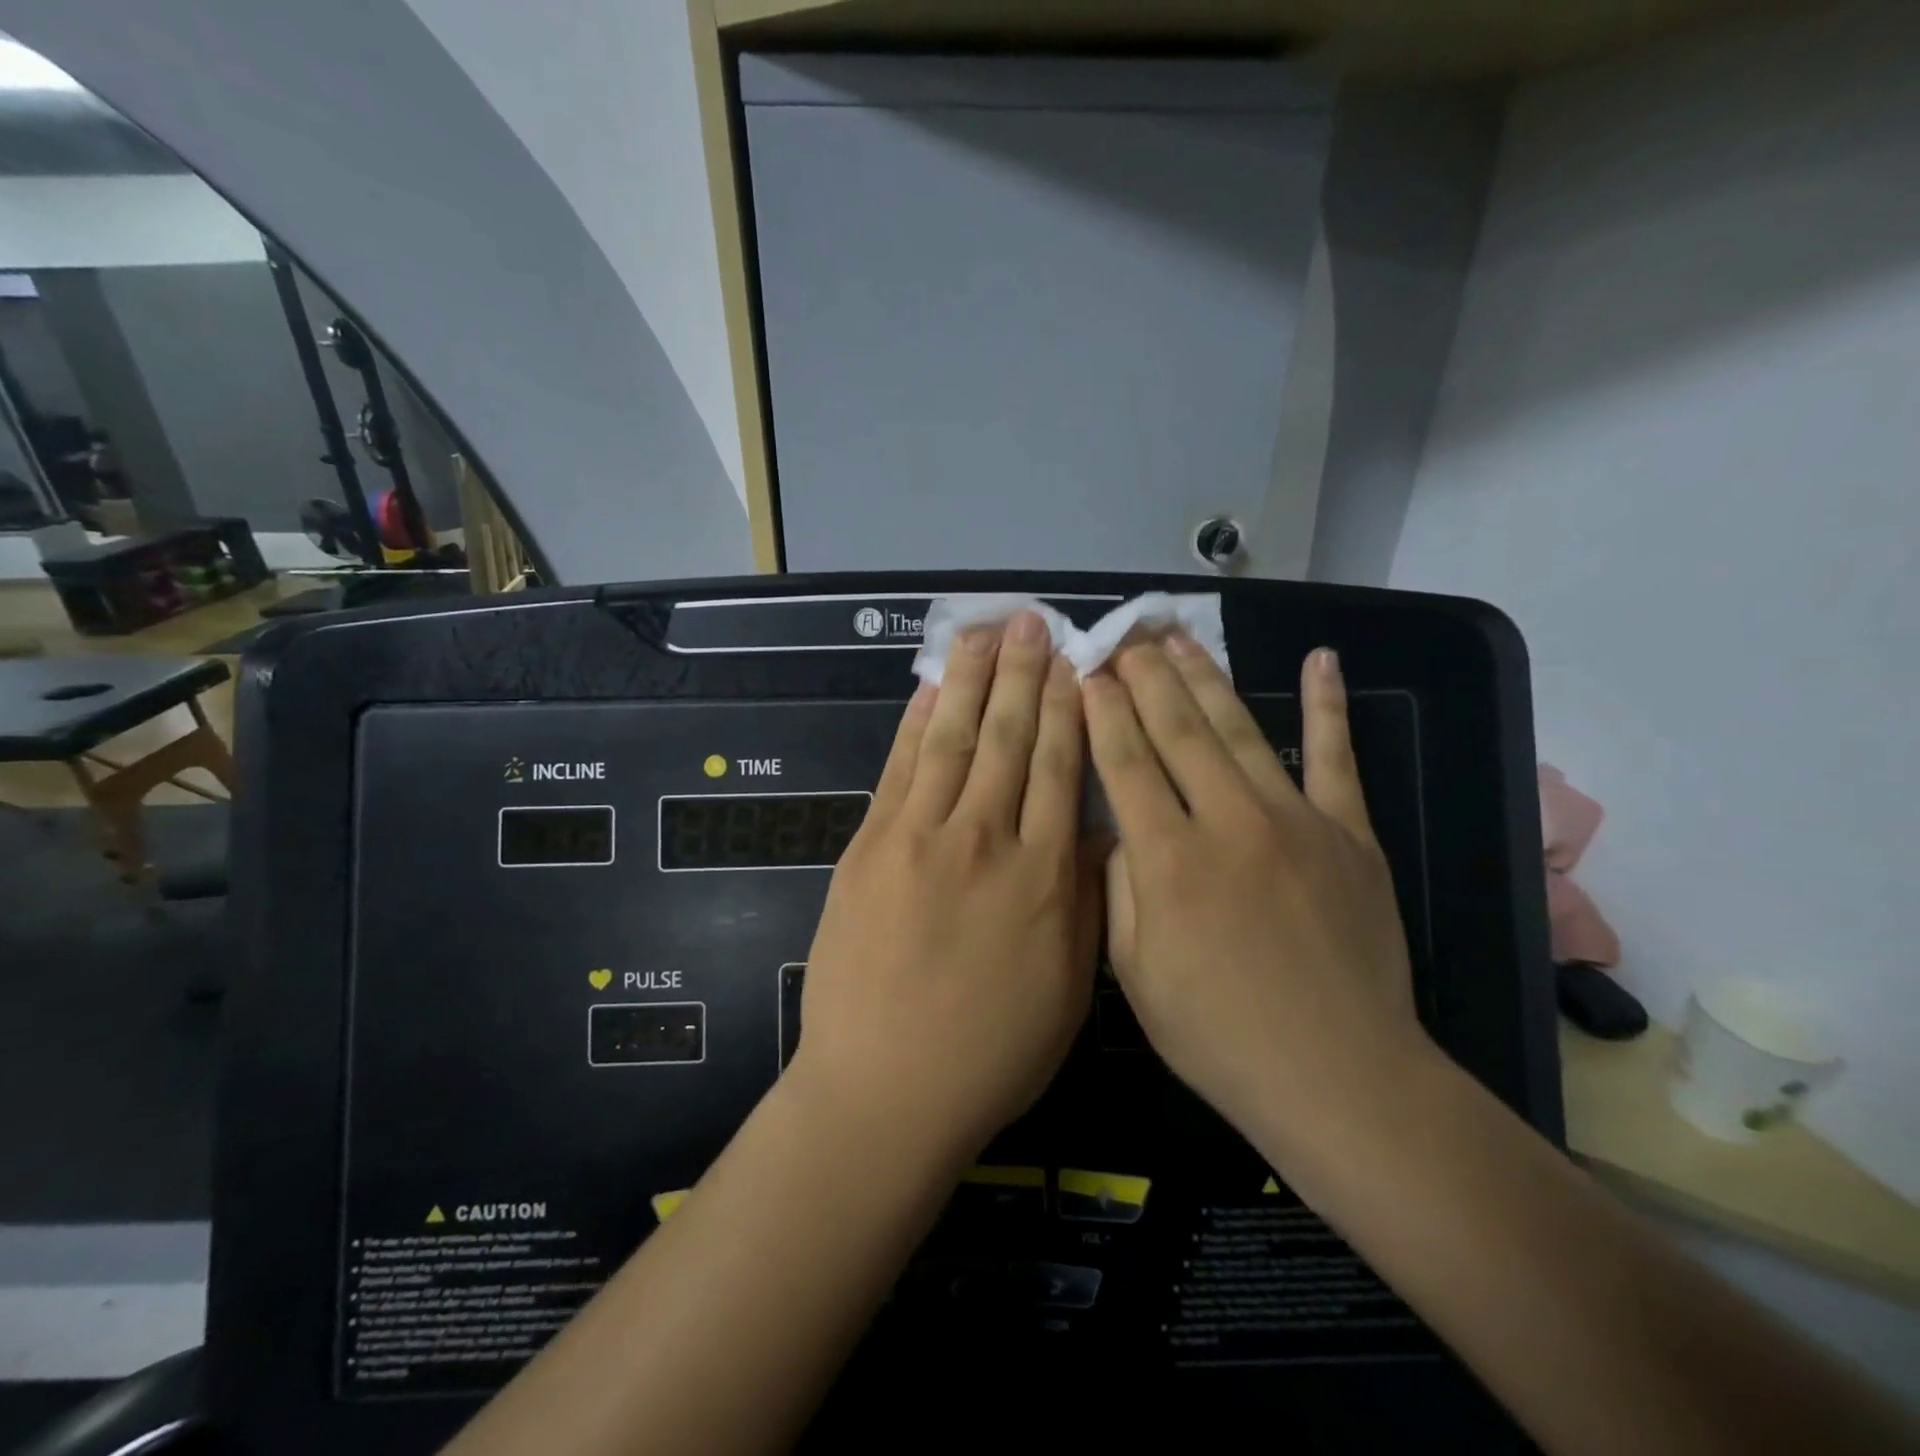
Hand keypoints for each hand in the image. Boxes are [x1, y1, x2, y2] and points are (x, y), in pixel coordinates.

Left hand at [793, 611, 1101, 1160]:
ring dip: (969, 680)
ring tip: (983, 633)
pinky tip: (928, 690)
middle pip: (1009, 739)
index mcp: (1044, 878)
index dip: (1070, 709)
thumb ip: (1086, 900)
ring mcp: (919, 839)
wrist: (884, 1090)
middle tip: (1032, 622)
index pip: (1062, 769)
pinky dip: (915, 725)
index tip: (1077, 662)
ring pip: (954, 740)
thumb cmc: (990, 1052)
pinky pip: (898, 770)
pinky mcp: (869, 847)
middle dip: (1023, 674)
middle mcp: (985, 841)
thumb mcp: (1069, 988)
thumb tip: (1096, 831)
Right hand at [1083, 638, 1430, 1161]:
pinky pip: (1335, 757)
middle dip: (1144, 677)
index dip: (1101, 712)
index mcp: (1168, 859)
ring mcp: (1295, 820)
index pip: (1125, 763)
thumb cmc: (1218, 1033)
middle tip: (1125, 636)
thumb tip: (1115, 829)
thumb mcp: (1135, 973)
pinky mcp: (1348, 832)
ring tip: (1179, 637)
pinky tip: (1321, 660)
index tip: (1088, 672)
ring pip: (1239, 729)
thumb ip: (1118, 888)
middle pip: (1176, 730)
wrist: (1338, 1074)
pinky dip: (1327, 706)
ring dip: (1205, 677)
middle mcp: (1228, 822)